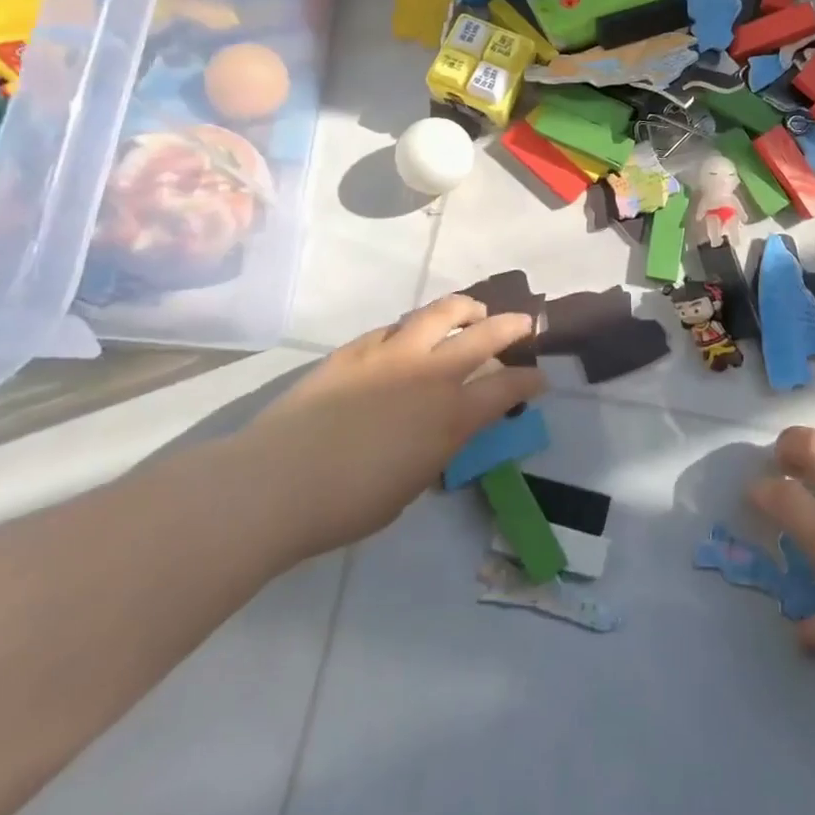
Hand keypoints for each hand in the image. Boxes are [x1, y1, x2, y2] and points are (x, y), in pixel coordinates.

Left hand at [235, 295, 543, 561]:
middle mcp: (430, 374)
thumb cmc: (347, 505)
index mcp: (450, 416)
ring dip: (465, 309)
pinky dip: (411, 329)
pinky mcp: (356, 349)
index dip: (529, 380)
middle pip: (485, 334)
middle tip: (524, 325)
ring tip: (472, 312)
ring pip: (440, 312)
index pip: (507, 387)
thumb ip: (436, 448)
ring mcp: (392, 354)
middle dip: (512, 326)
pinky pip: (394, 328)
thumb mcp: (411, 485)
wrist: (276, 484)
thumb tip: (443, 429)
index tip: (539, 378)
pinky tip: (408, 337)